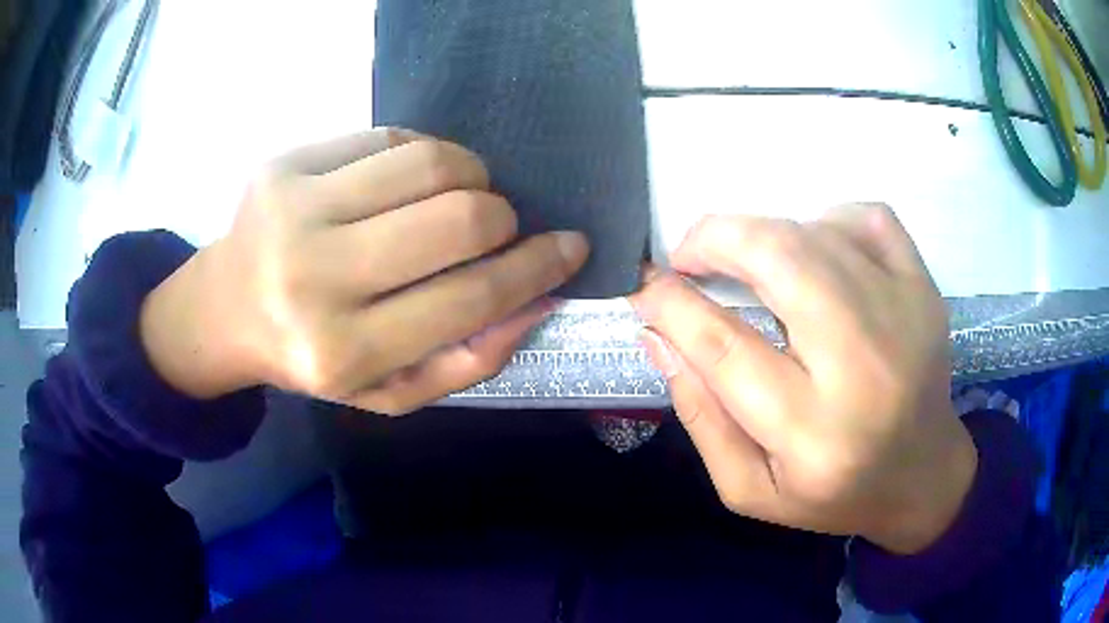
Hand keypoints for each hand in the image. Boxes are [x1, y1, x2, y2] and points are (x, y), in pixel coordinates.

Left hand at [141, 129, 588, 413]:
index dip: (536, 267)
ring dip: (468, 174)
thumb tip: (537, 298)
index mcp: (343, 351)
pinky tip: (409, 179)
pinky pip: (385, 136)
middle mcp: (313, 278)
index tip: (570, 245)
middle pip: (458, 219)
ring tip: (458, 194)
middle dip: (502, 217)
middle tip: (497, 225)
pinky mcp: (283, 163)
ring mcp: (292, 209)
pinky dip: (419, 153)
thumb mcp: (390, 391)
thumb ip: (469, 360)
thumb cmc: (311, 357)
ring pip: (429, 162)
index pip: (469, 298)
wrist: (225, 310)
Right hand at [630, 204, 976, 554]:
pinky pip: (867, 217)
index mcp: (813, 435)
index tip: (644, 287)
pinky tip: (818, 254)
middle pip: (779, 259)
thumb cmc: (834, 494)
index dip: (670, 305)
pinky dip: (827, 220)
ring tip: (749, 265)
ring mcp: (904, 315)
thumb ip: (700, 417)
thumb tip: (659, 336)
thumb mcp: (749, 488)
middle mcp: (863, 367)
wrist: (922, 476)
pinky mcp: (924, 289)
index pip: (724, 347)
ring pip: (815, 232)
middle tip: (688, 254)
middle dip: (714, 239)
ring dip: (763, 234)